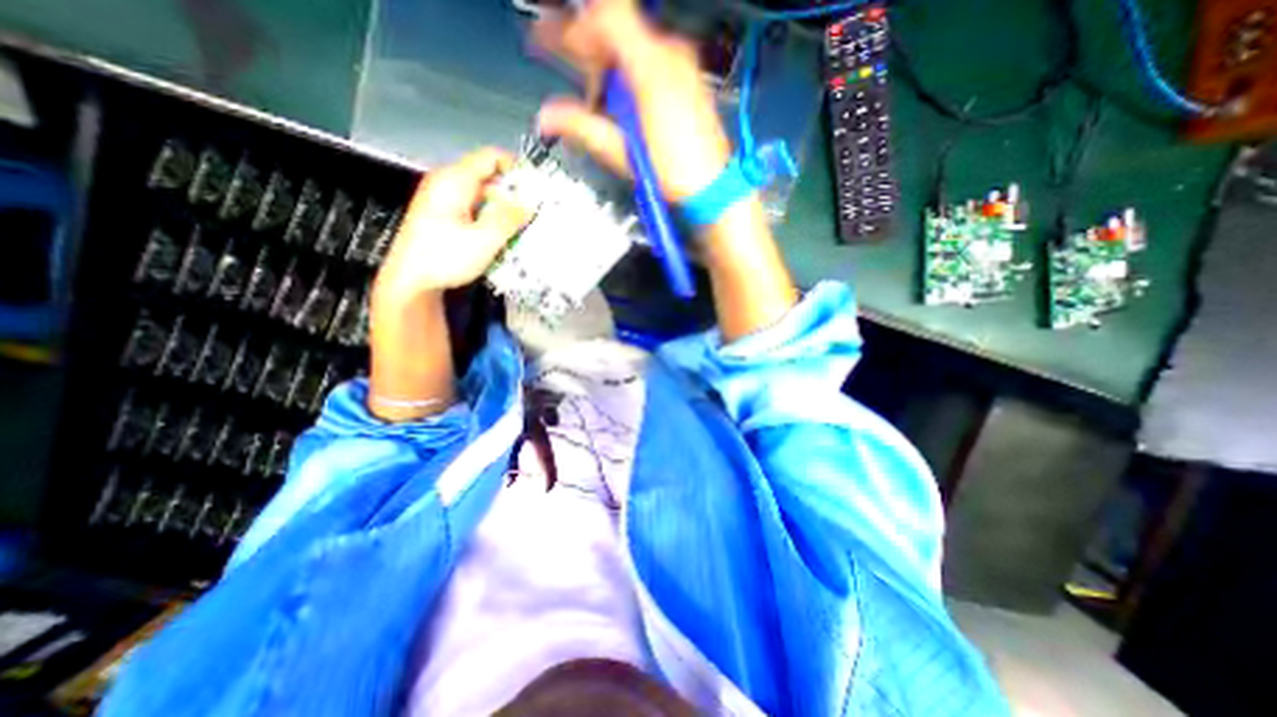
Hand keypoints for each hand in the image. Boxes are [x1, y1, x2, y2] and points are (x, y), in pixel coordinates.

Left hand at [371, 149, 530, 306]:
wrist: (411, 281)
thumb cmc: (444, 259)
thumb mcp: (483, 240)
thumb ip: (509, 218)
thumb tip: (531, 203)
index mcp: (454, 180)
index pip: (491, 157)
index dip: (517, 168)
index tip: (535, 189)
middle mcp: (447, 183)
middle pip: (489, 176)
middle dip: (513, 193)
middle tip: (532, 214)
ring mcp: (444, 199)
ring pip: (483, 194)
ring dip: (503, 208)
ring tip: (520, 228)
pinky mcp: (444, 215)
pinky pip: (475, 207)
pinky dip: (491, 217)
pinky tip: (500, 236)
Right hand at [532, 0, 794, 341]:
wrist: (714, 189)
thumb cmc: (674, 172)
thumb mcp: (625, 153)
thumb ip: (585, 128)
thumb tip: (547, 117)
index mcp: (651, 68)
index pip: (607, 18)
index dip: (575, 25)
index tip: (550, 38)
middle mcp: (669, 56)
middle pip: (617, 30)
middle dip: (583, 41)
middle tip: (551, 46)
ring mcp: (682, 68)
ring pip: (632, 48)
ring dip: (604, 63)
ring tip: (585, 86)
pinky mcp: (687, 83)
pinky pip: (649, 64)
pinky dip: (626, 74)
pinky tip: (616, 96)